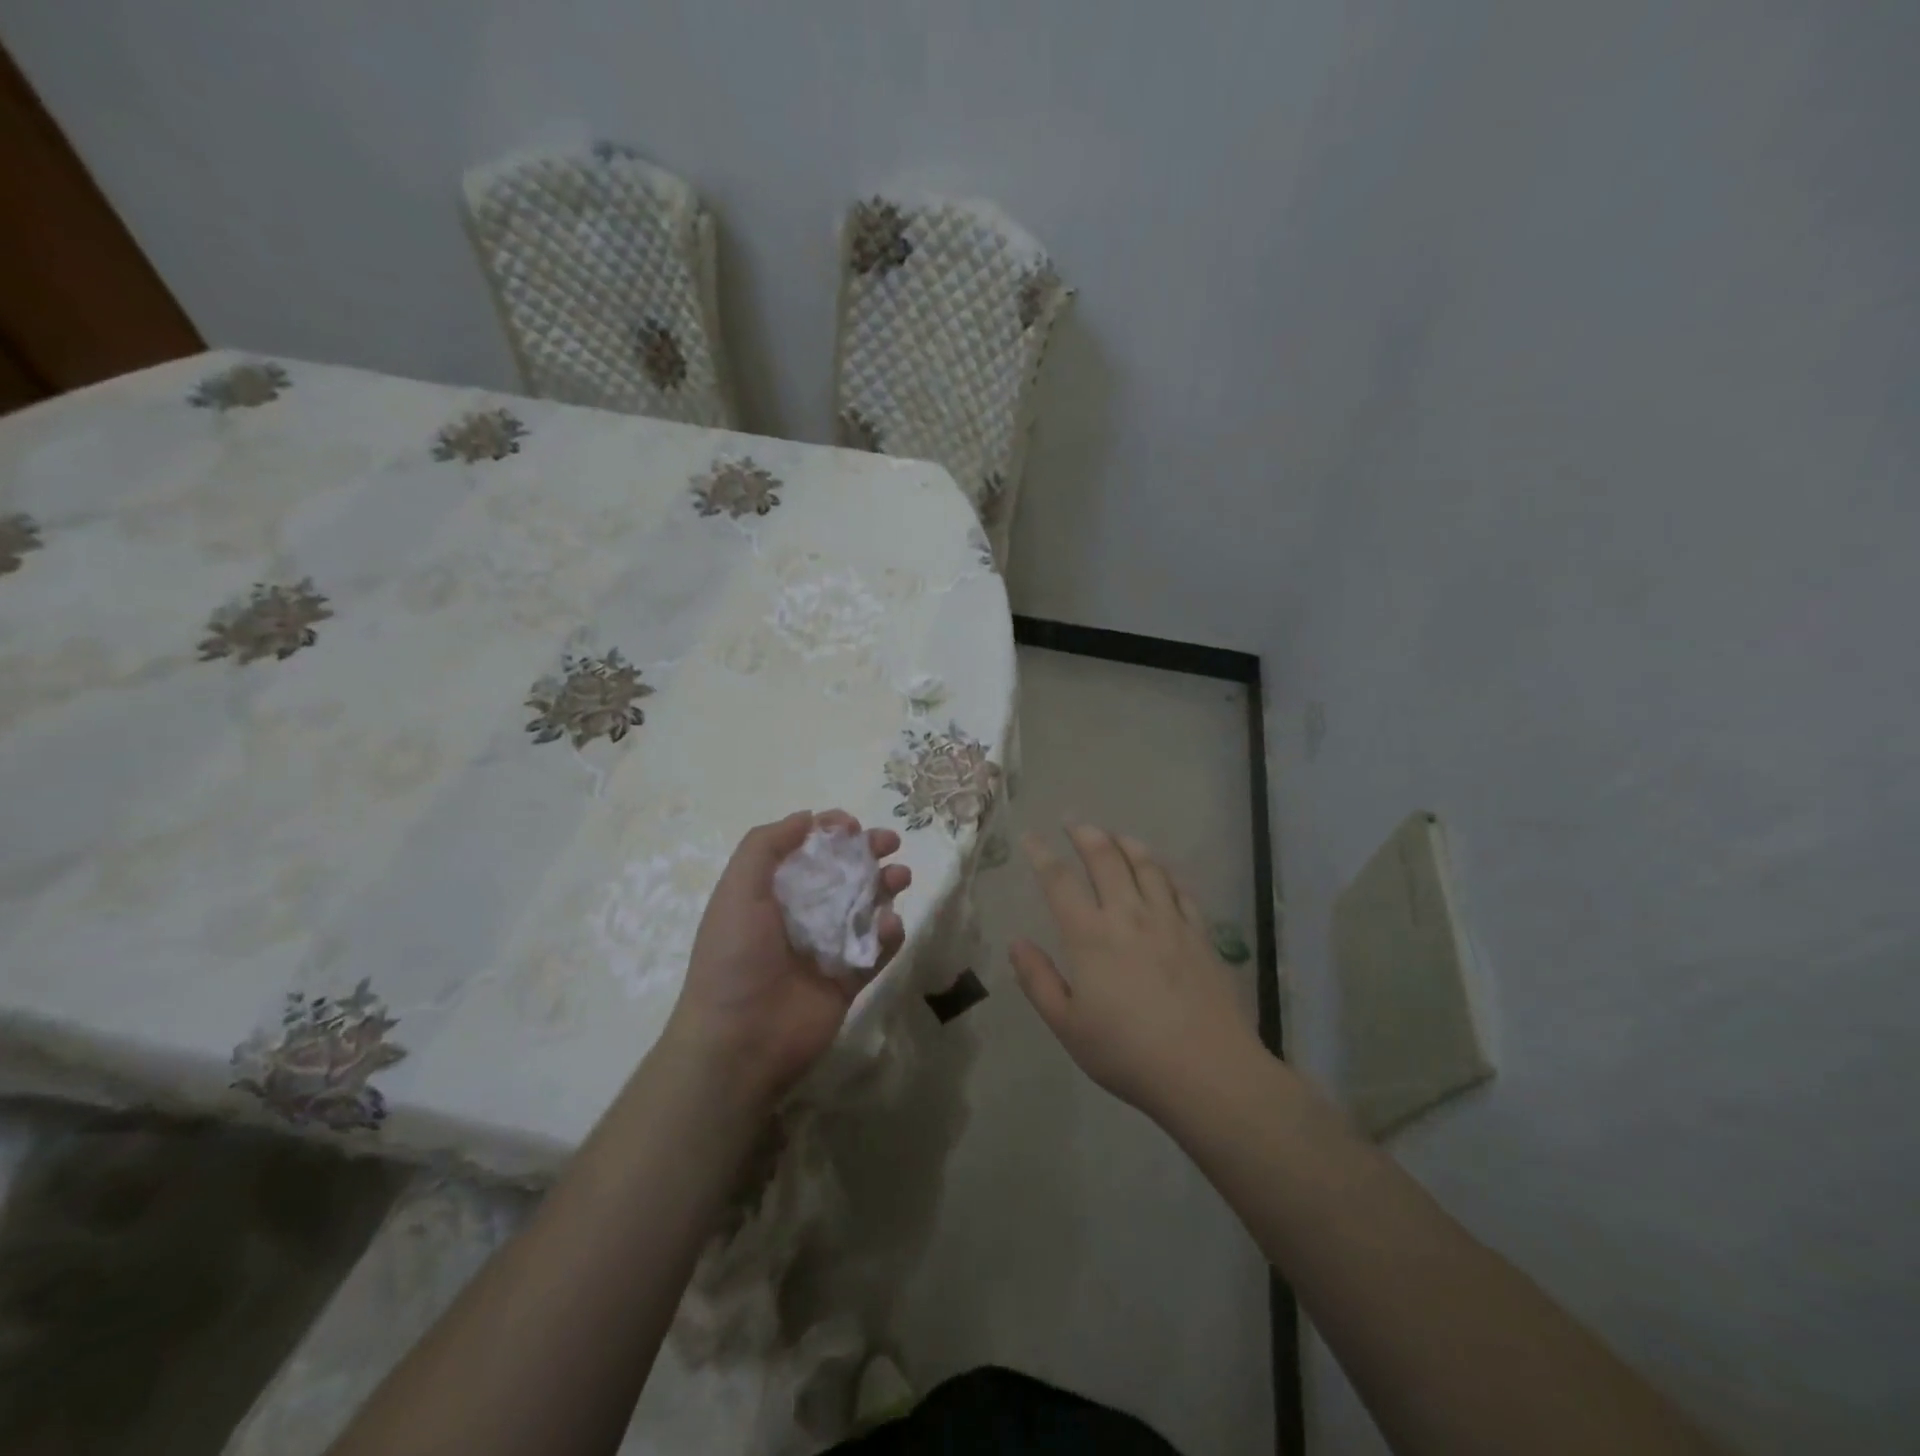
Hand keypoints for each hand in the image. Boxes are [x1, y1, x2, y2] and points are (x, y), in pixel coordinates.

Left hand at [666, 810, 909, 1106]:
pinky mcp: (850, 979)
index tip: (851, 825)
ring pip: (866, 907)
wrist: (739, 1043)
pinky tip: (890, 925)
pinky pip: (877, 949)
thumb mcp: (737, 890)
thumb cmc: (734, 959)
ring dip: (886, 885)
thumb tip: (806, 817)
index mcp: (770, 894)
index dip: (830, 833)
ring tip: (900, 877)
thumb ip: (766, 846)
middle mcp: (800, 916)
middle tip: (890, 842)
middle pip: (842, 874)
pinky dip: (889, 933)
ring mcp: (827, 949)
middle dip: (868, 853)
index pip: (806, 851)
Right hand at [1010, 824, 1259, 1120]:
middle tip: (1073, 822)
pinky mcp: (1200, 932)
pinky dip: (1163, 872)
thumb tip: (1016, 942)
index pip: (1059, 880)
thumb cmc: (1127, 1053)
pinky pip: (1179, 888)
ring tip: (1115, 836)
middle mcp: (1128, 915)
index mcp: (1090, 935)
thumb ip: (1038, 980)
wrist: (1207, 1070)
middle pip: (1105, 858)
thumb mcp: (1068, 1026)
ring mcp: (1169, 920)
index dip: (1041, 854)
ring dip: (1125, 843)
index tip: (1030, 837)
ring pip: (1146, 865)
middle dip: (1085, 834)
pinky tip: (1160, 872)